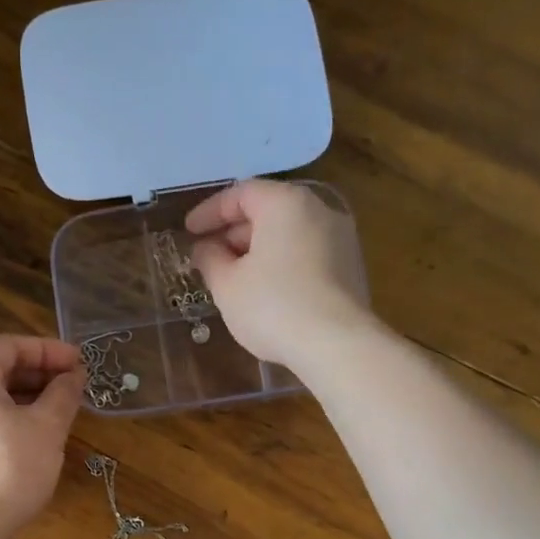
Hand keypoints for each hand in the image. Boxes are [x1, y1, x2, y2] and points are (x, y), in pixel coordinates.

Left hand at [0, 335, 84, 538]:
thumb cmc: (9, 467)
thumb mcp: (46, 426)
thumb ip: (63, 394)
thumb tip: (75, 376)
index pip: (10, 346)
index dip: (49, 350)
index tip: (81, 362)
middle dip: (40, 373)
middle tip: (75, 384)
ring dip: (28, 397)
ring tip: (62, 408)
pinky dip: (11, 416)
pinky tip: (37, 432)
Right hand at [185, 179, 373, 368]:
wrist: (337, 345)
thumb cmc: (273, 306)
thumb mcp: (227, 284)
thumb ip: (209, 259)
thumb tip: (204, 248)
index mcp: (286, 203)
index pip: (241, 193)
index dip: (209, 211)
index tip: (188, 232)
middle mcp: (319, 210)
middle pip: (268, 210)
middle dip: (233, 233)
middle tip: (208, 257)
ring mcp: (341, 239)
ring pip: (289, 234)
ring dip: (257, 250)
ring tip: (233, 278)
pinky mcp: (351, 268)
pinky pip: (306, 254)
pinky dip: (281, 263)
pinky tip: (265, 292)